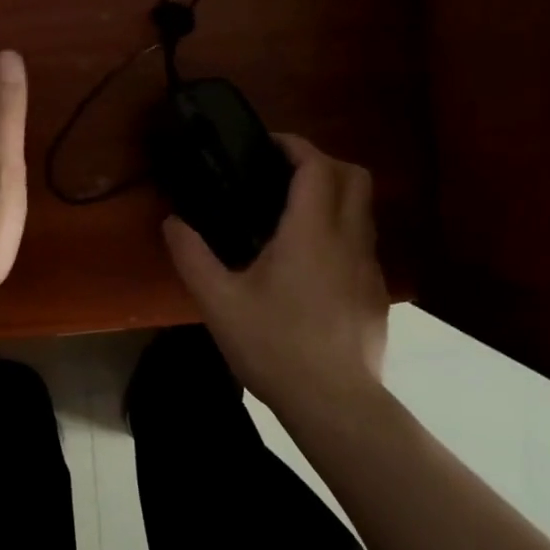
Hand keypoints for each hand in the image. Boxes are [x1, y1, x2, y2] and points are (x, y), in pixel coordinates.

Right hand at [162, 134, 389, 416]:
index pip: (317, 165)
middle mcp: (348, 239)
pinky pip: (363, 244)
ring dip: (335, 197)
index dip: (295, 146)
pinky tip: (312, 266)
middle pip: (356, 176)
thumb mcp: (218, 302)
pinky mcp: (377, 294)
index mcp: (311, 231)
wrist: (334, 404)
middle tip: (284, 175)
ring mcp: (370, 267)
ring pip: (364, 210)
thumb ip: (192, 255)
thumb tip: (172, 222)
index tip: (268, 146)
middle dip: (323, 162)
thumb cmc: (274, 346)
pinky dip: (342, 233)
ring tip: (293, 218)